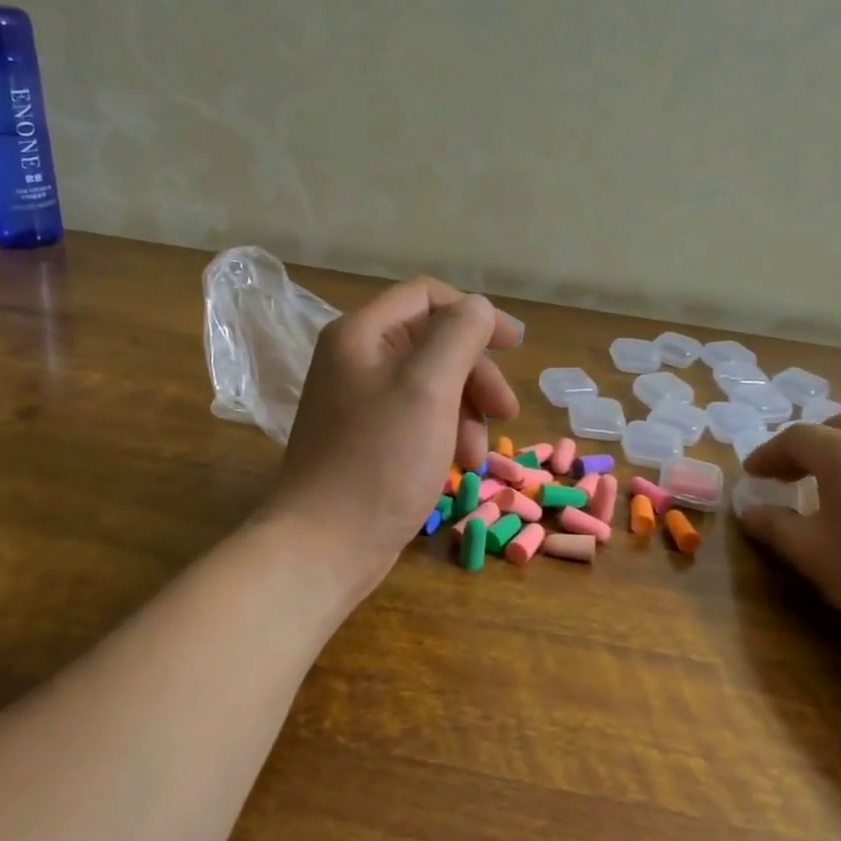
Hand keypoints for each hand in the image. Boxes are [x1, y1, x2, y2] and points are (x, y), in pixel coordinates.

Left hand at [267, 278, 521, 595]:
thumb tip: (478, 308)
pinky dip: (446, 435)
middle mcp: (356, 359)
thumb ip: (459, 334)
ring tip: (476, 455)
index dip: (475, 314)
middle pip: (433, 343)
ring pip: (431, 385)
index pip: (427, 296)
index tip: (515, 346)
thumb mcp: (428, 387)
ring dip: (466, 412)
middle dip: (476, 375)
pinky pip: (418, 419)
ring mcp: (359, 402)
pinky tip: (459, 467)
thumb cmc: (380, 459)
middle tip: (505, 412)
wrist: (325, 544)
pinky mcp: (368, 439)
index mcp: (362, 334)